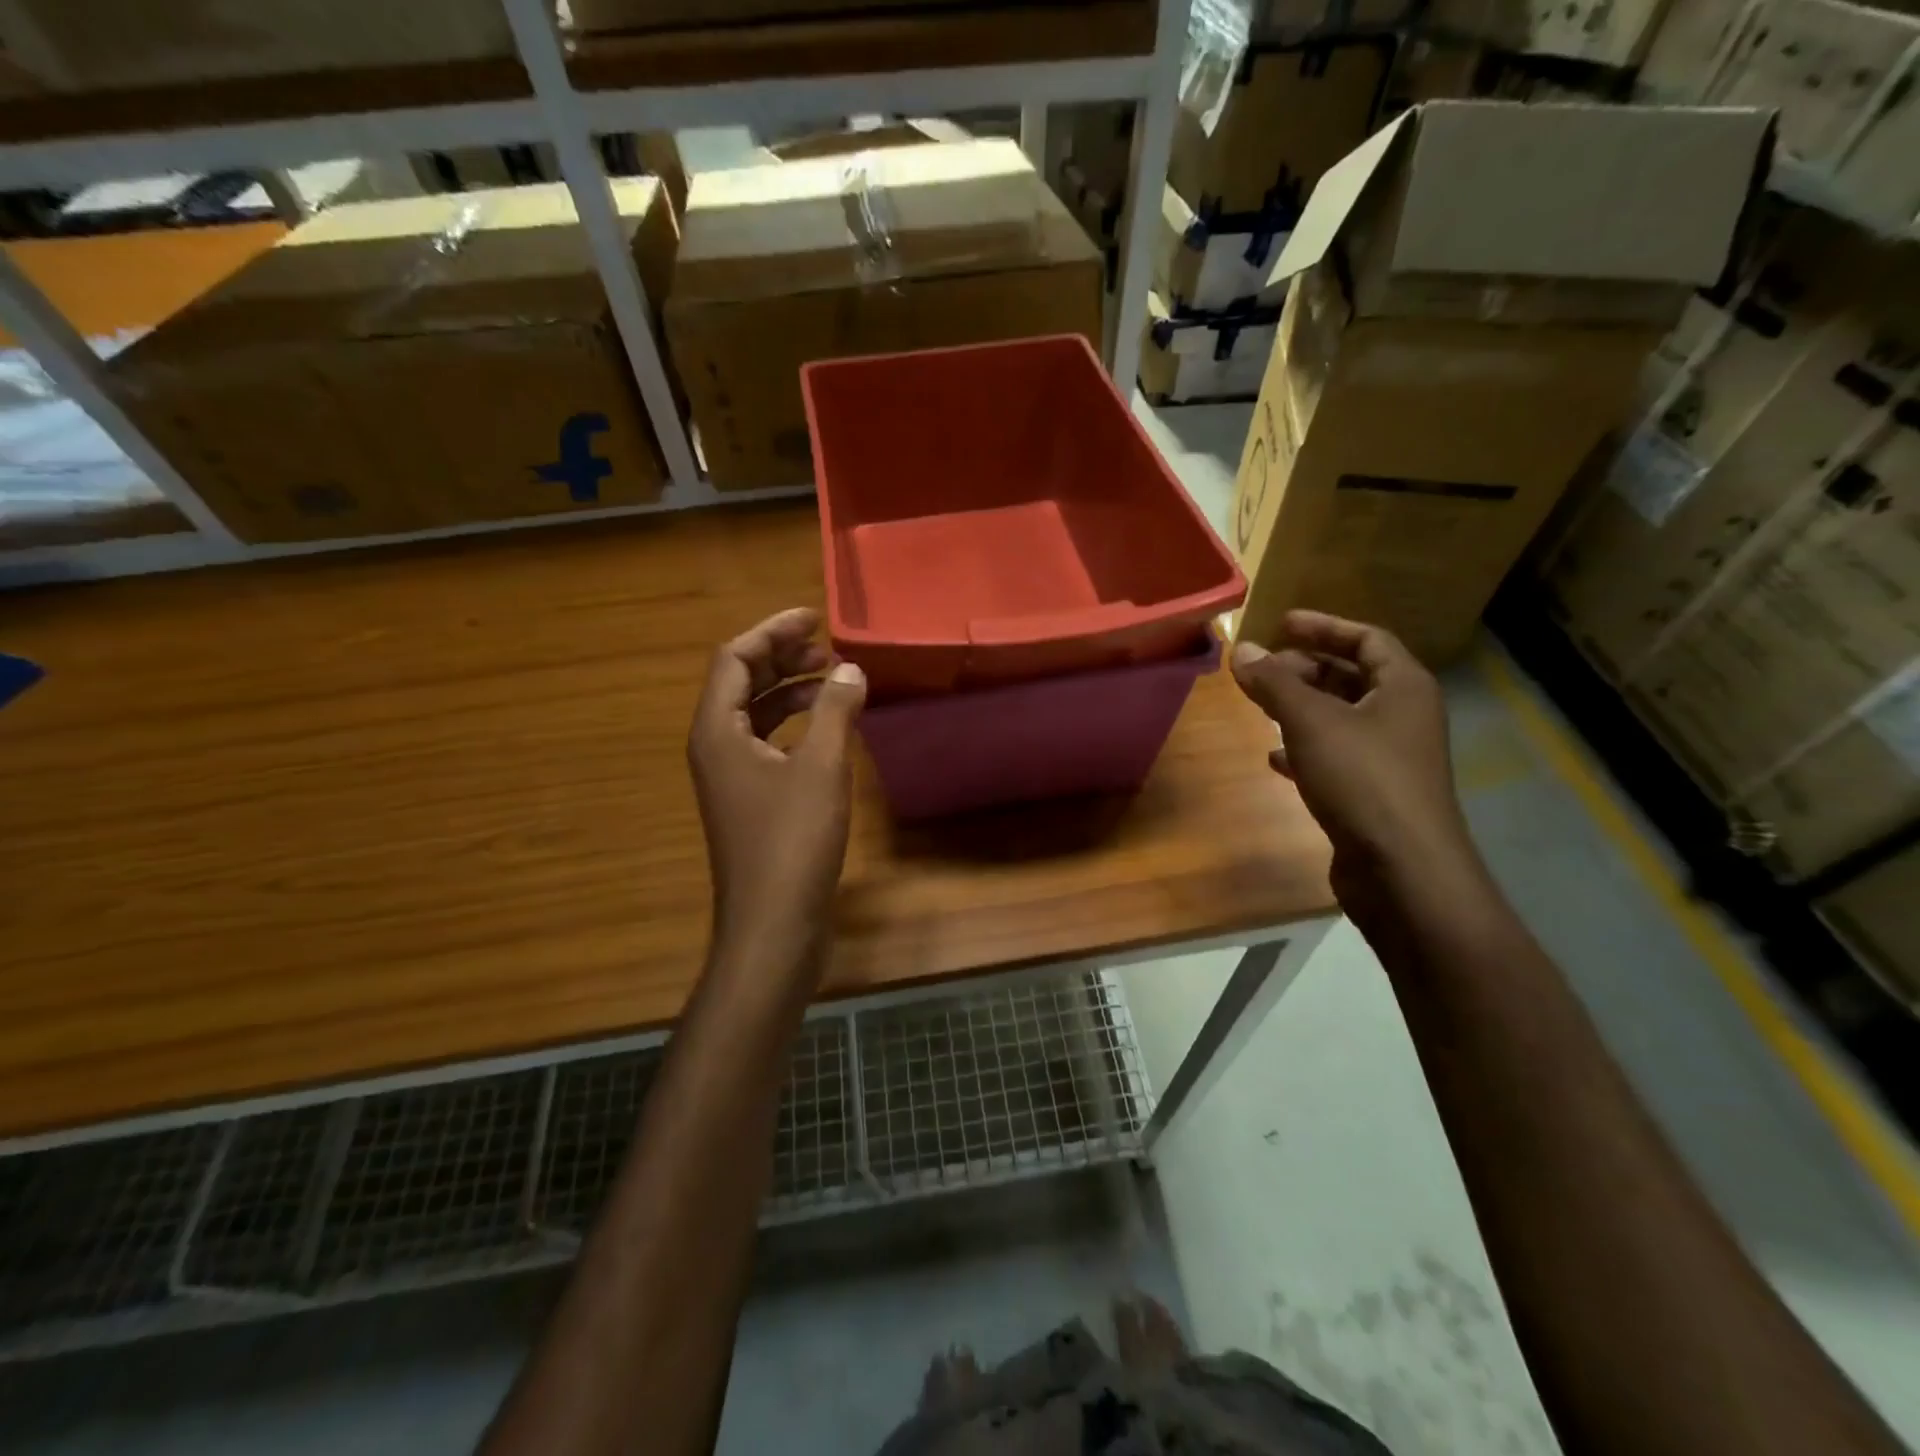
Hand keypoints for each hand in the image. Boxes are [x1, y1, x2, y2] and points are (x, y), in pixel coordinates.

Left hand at [687, 608, 866, 966]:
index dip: (772, 632)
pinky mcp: (751, 801)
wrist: (773, 922)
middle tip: (828, 648)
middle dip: (782, 658)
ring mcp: (731, 777)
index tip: (813, 619)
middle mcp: (715, 747)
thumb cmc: (792, 841)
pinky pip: (768, 744)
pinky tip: (829, 729)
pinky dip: (796, 725)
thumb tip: (849, 670)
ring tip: (834, 681)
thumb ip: (835, 711)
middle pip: (742, 682)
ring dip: (791, 691)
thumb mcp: (821, 767)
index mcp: (717, 730)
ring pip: (756, 715)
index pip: (733, 658)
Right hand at [1230, 610, 1475, 911]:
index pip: (1367, 639)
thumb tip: (1241, 649)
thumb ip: (1275, 683)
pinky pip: (1334, 757)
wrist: (1402, 869)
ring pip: (1340, 718)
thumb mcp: (1311, 722)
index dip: (1324, 627)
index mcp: (1403, 687)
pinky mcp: (1372, 793)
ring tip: (1260, 705)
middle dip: (1306, 669)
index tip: (1282, 622)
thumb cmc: (1363, 779)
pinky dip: (1304, 750)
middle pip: (1352, 677)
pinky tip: (1274, 758)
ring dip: (1301, 708)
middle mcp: (1402, 716)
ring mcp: (1389, 758)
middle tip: (1262, 668)